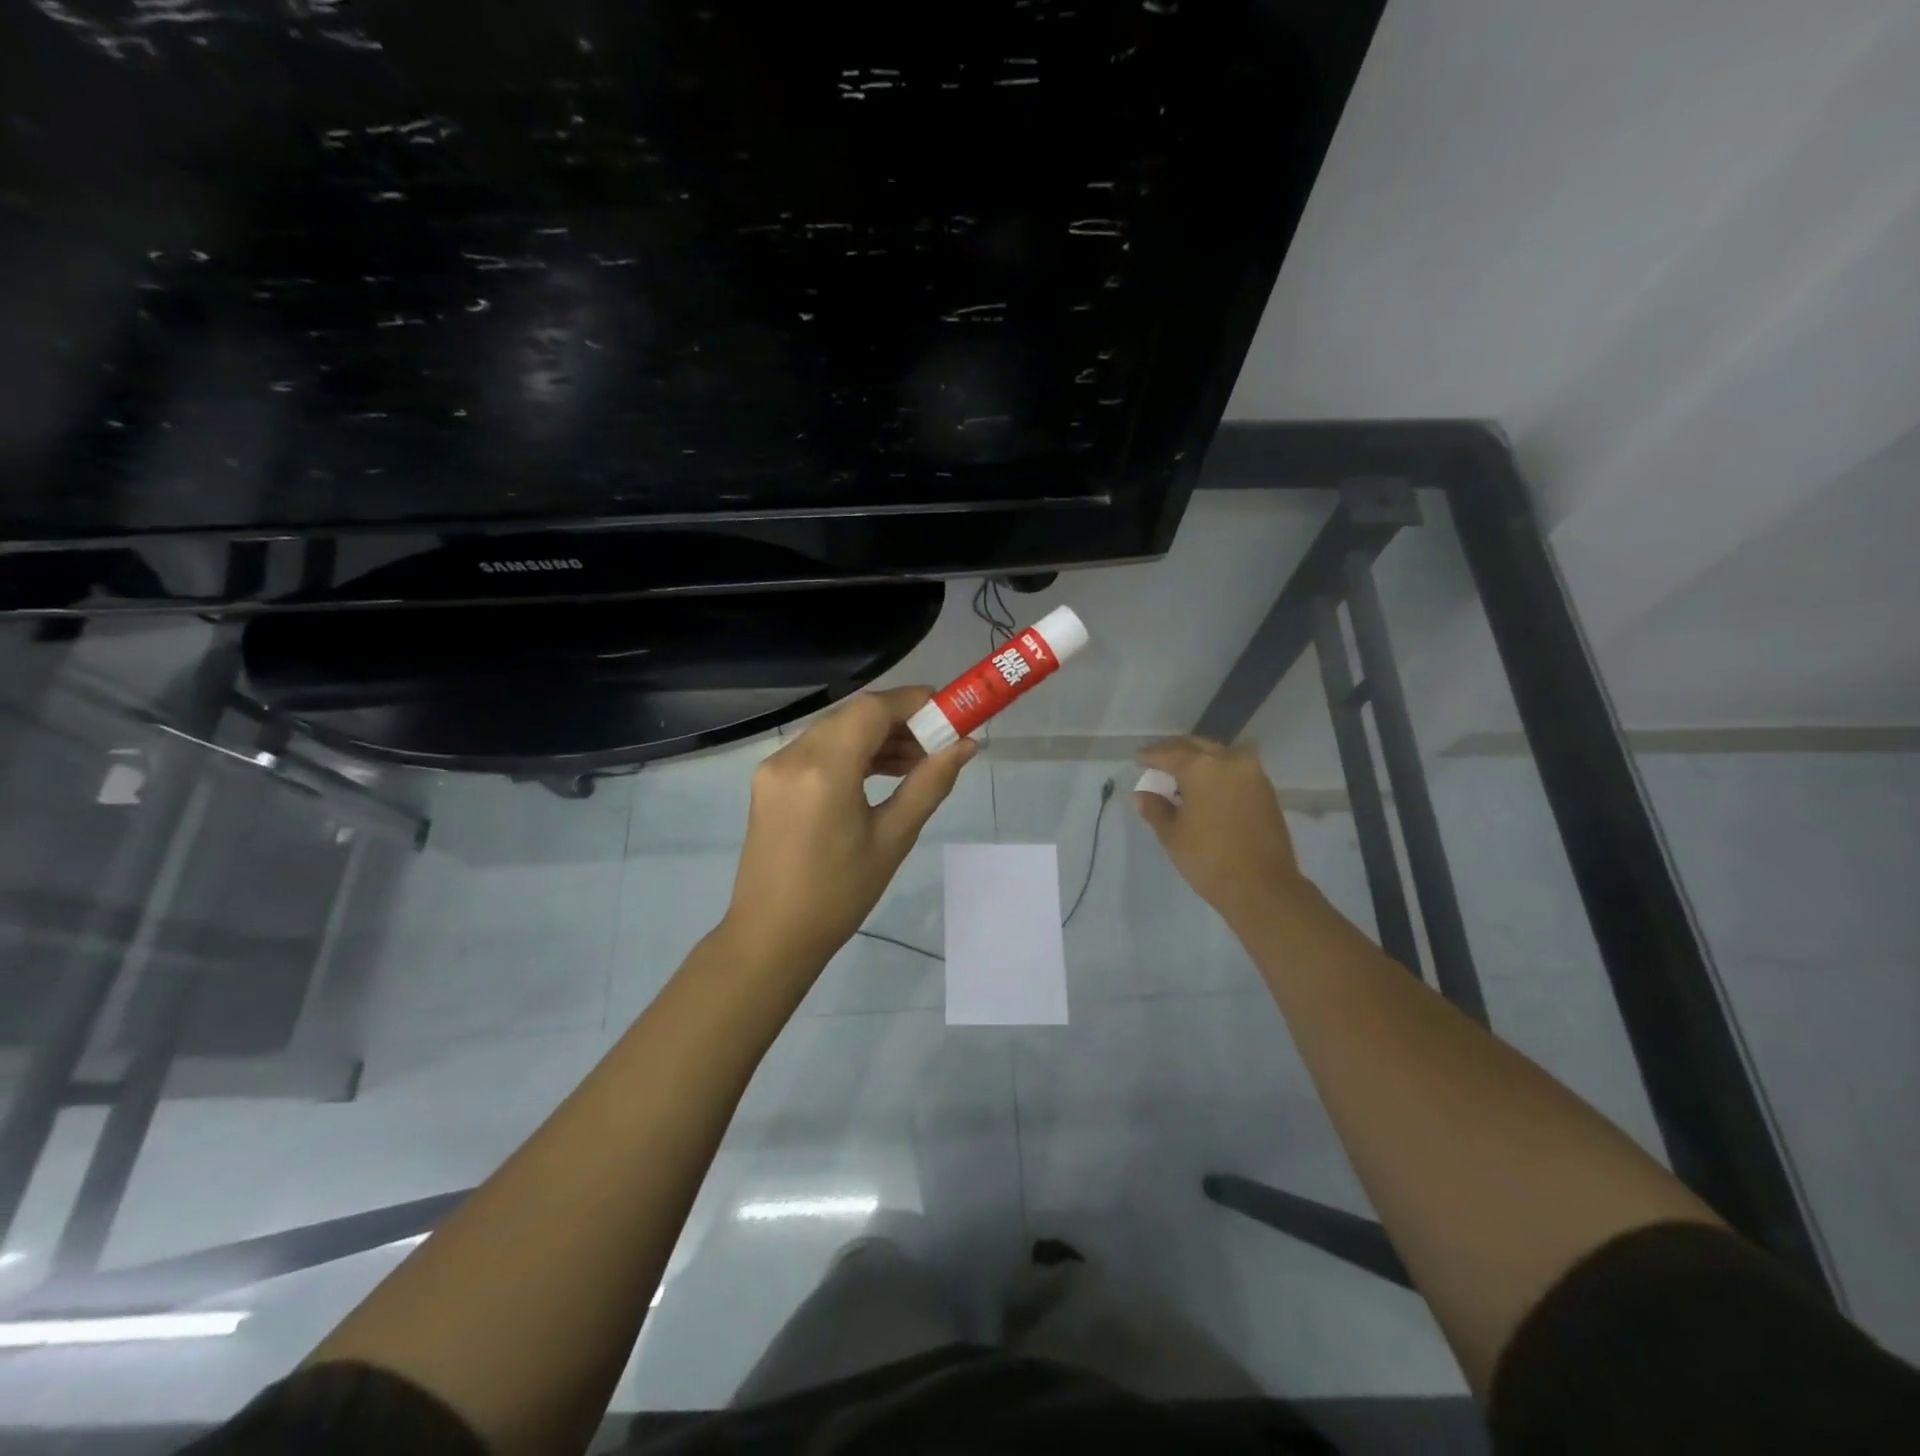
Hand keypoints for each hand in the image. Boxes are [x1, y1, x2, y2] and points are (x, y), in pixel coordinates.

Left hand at [722, 687, 976, 976]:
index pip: (872, 710)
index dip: (913, 702)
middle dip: (898, 720)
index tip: (948, 710)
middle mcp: (792, 756)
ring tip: (916, 761)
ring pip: (834, 730)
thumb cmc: (839, 895)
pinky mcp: (769, 780)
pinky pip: (816, 749)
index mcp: (824, 770)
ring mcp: (774, 767)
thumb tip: (966, 746)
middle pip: (853, 715)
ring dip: (875, 736)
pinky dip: (850, 751)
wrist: (772, 935)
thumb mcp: (893, 839)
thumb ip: (929, 784)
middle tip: (937, 741)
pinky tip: (881, 772)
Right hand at [1134, 736, 1305, 929]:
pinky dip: (1216, 772)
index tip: (1138, 759)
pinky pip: (1234, 769)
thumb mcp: (1172, 834)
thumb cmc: (1208, 858)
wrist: (1263, 886)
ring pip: (1218, 755)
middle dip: (1175, 751)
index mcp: (1201, 766)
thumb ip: (1155, 808)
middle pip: (1196, 746)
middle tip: (1157, 762)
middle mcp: (1229, 760)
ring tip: (1180, 776)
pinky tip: (1204, 787)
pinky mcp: (1265, 789)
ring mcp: (1252, 773)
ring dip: (1198, 760)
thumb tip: (1144, 794)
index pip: (1169, 753)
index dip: (1150, 756)